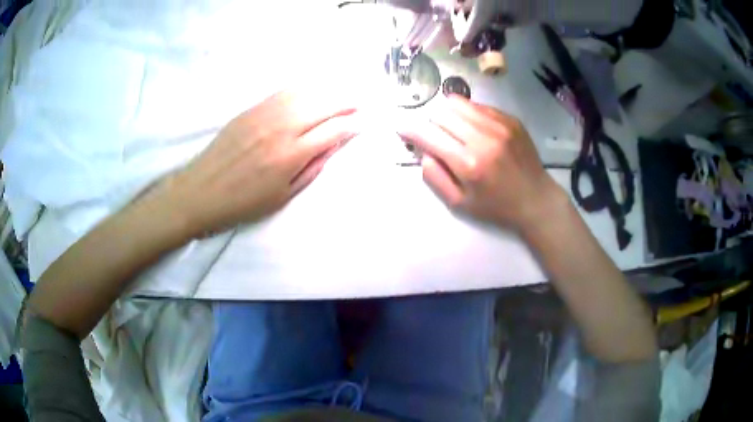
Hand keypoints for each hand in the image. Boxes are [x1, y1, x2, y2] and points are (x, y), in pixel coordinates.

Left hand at [157, 90, 358, 235]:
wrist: (201, 191)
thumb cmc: (243, 202)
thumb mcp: (283, 196)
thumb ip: (311, 169)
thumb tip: (333, 147)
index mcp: (291, 155)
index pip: (332, 131)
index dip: (352, 125)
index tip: (363, 122)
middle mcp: (282, 128)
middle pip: (323, 105)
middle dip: (346, 102)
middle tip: (359, 103)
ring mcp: (265, 114)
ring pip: (305, 93)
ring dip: (328, 91)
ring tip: (341, 93)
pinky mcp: (251, 109)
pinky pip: (284, 92)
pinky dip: (304, 88)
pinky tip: (312, 90)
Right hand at [397, 96, 563, 230]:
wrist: (536, 199)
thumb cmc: (496, 206)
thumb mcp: (460, 203)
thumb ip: (435, 177)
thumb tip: (423, 151)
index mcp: (468, 164)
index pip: (428, 135)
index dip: (410, 129)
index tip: (402, 128)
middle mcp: (483, 138)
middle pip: (441, 114)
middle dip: (431, 123)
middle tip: (436, 136)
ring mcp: (499, 125)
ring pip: (458, 103)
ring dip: (448, 114)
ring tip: (452, 128)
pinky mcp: (510, 119)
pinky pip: (478, 105)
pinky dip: (468, 113)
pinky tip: (474, 128)